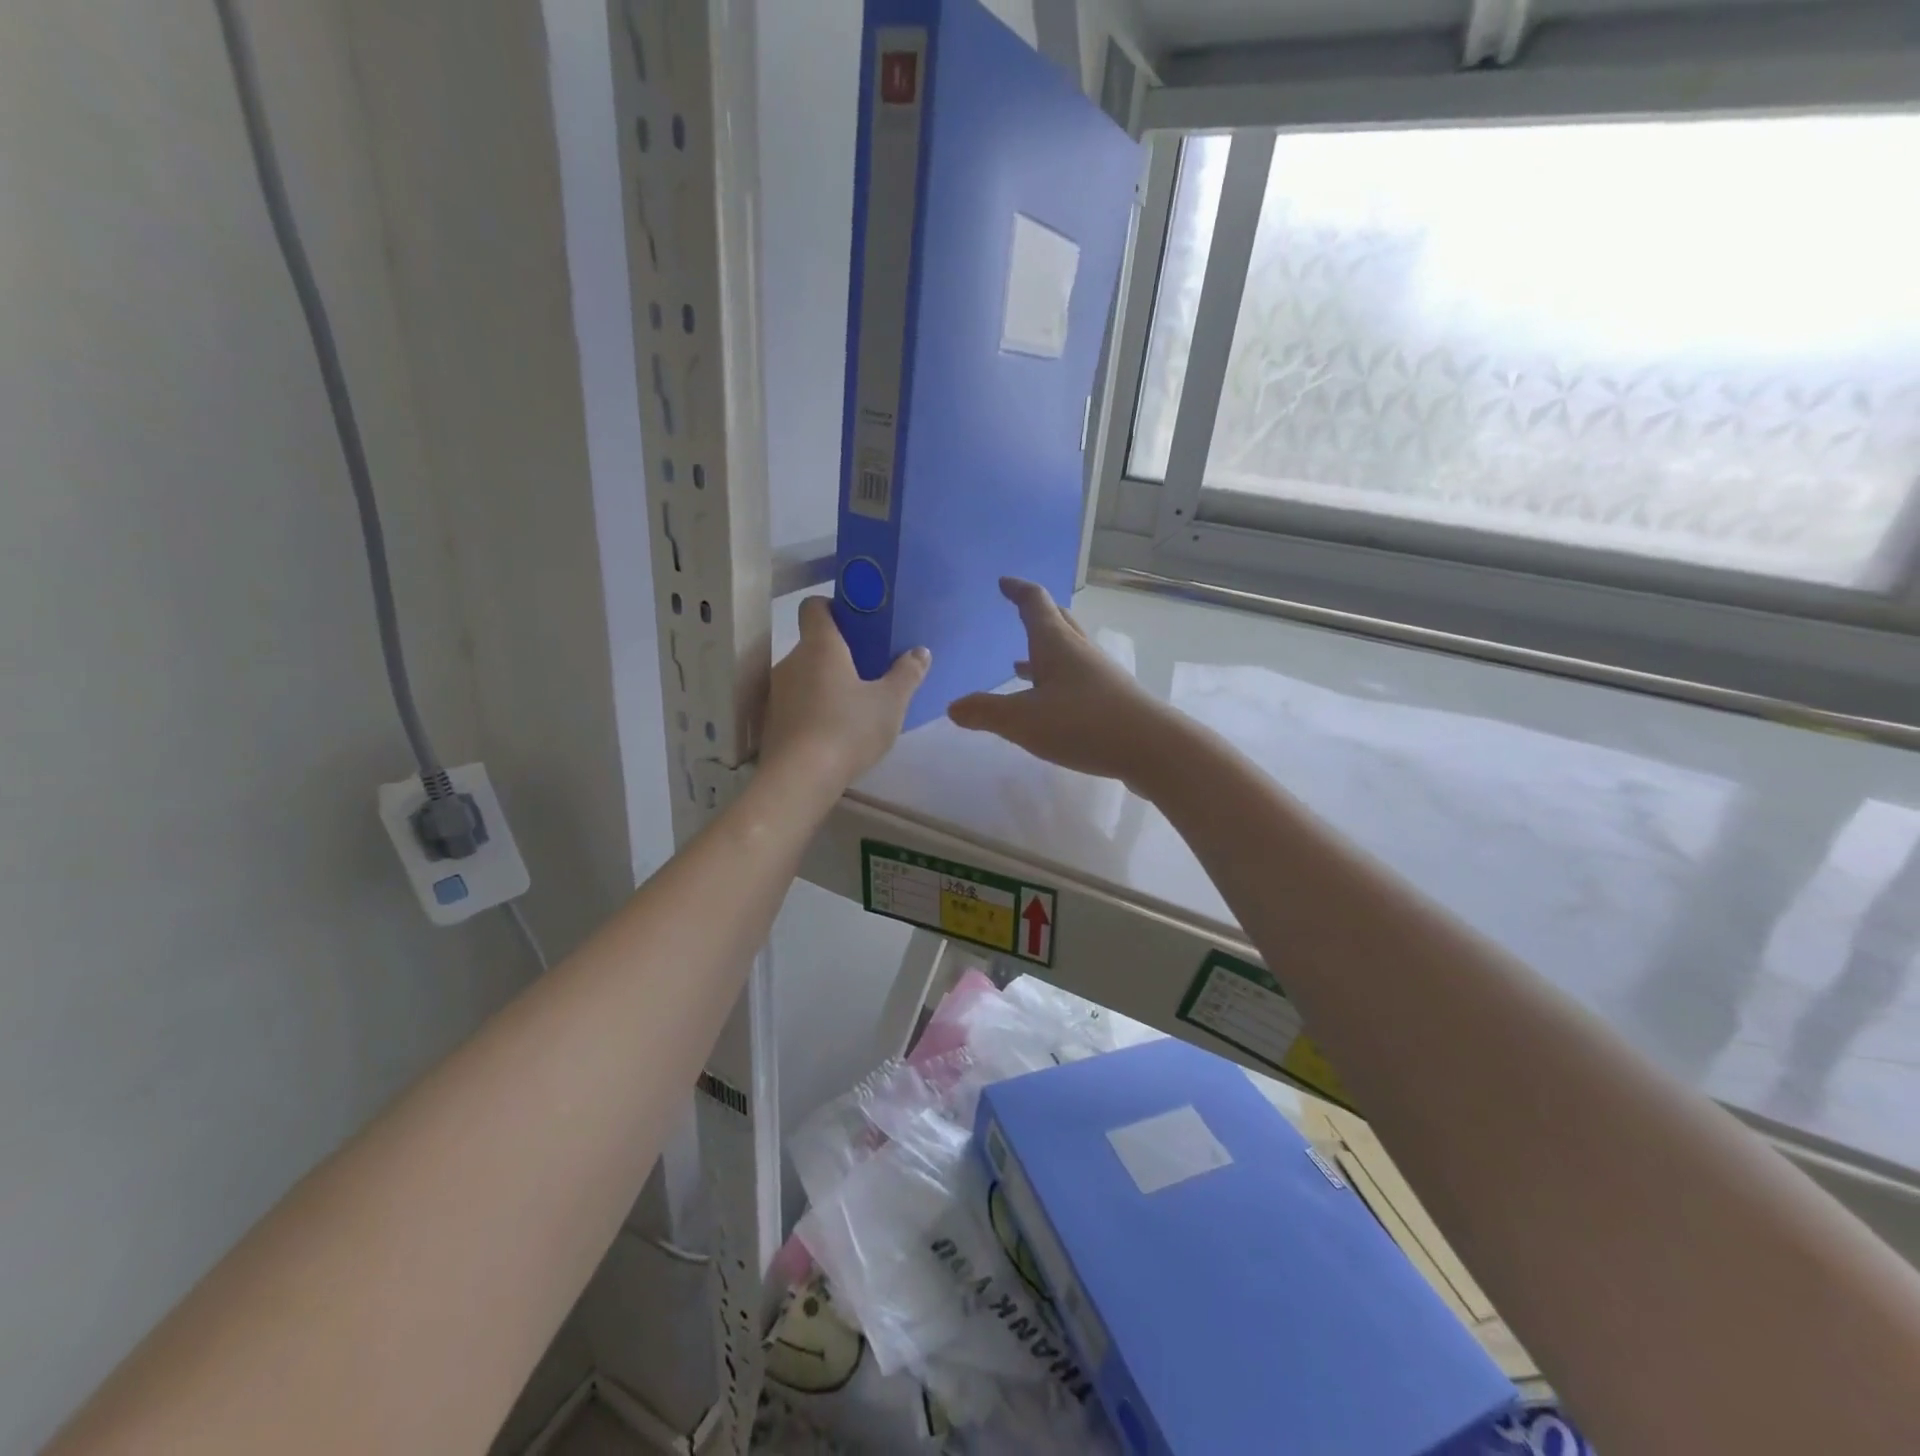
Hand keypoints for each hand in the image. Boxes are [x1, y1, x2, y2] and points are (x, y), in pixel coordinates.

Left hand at [762, 596, 929, 786]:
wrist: (799, 779)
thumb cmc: (848, 730)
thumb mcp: (891, 703)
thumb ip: (907, 674)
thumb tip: (920, 652)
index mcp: (820, 646)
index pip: (814, 606)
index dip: (834, 607)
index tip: (858, 622)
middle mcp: (791, 661)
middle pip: (814, 644)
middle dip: (839, 652)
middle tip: (870, 669)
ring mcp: (777, 692)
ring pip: (805, 675)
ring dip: (827, 682)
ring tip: (856, 704)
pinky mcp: (771, 721)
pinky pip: (797, 703)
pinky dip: (814, 708)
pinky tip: (835, 731)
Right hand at [948, 578, 1177, 785]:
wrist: (1152, 748)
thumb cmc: (1082, 723)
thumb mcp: (1022, 720)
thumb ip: (985, 712)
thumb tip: (953, 707)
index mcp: (1056, 644)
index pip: (1035, 604)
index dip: (1018, 591)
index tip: (1004, 582)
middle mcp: (1079, 653)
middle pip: (1058, 622)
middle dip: (1036, 614)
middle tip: (1019, 610)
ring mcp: (1099, 677)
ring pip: (1068, 654)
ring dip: (1044, 653)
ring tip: (1020, 664)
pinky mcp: (1111, 702)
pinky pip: (1076, 681)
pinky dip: (1056, 682)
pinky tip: (1049, 704)